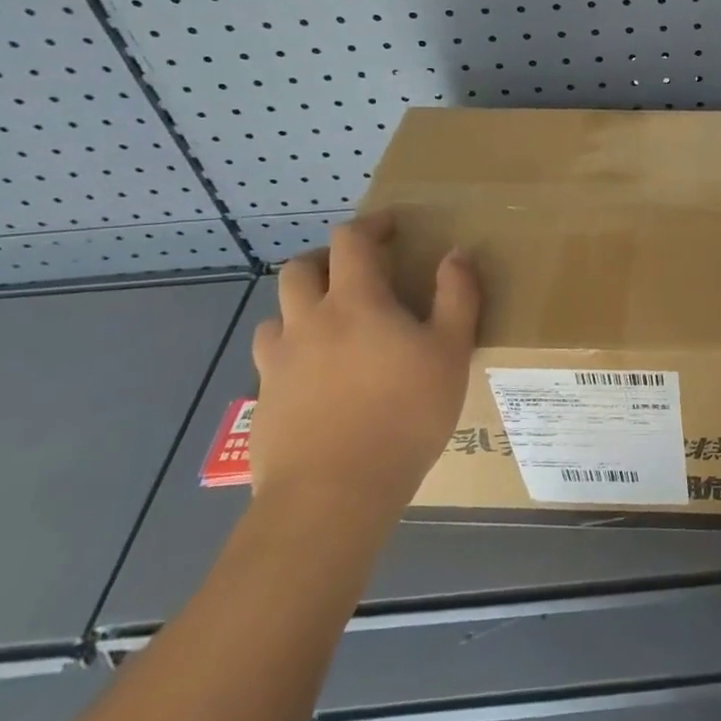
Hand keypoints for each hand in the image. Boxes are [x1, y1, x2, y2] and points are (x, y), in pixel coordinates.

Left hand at [249, 210, 480, 525]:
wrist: (332, 495)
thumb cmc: (404, 414)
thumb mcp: (450, 351)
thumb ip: (457, 296)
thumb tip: (456, 253)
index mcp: (355, 301)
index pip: (351, 240)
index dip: (370, 225)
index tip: (391, 227)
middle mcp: (308, 321)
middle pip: (300, 269)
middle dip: (326, 259)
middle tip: (355, 273)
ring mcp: (278, 363)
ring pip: (277, 315)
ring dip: (301, 307)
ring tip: (330, 326)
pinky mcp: (263, 402)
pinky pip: (271, 361)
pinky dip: (292, 353)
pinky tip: (316, 380)